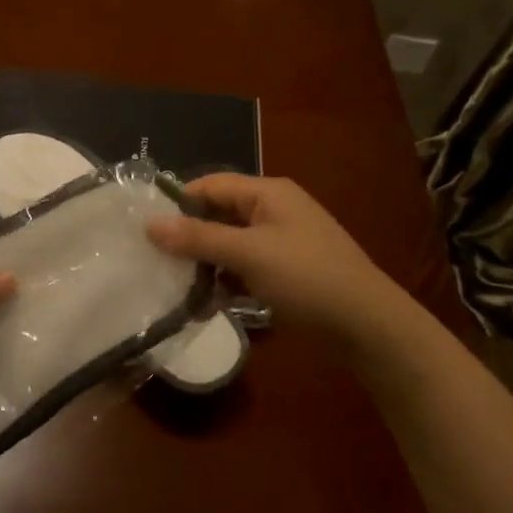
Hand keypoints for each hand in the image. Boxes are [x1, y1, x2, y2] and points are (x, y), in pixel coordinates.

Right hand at [146, 174, 394, 344]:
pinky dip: (223, 282)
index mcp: (267, 193)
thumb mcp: (249, 253)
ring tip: (172, 287)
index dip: (178, 203)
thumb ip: (198, 238)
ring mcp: (279, 244)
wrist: (367, 326)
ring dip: (203, 264)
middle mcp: (272, 211)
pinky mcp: (283, 273)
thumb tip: (149, 224)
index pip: (210, 185)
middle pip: (217, 215)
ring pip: (227, 245)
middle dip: (187, 238)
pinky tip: (202, 304)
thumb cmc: (307, 278)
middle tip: (153, 261)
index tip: (145, 229)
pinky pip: (242, 268)